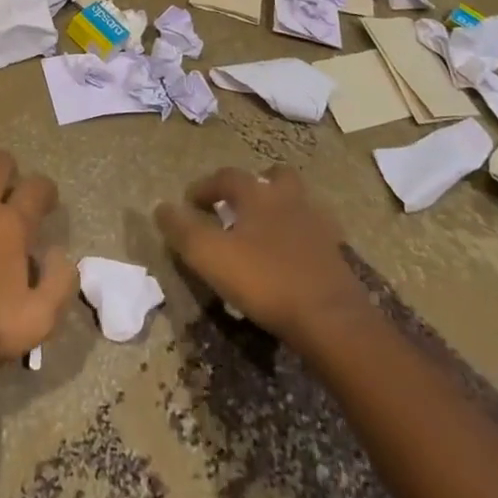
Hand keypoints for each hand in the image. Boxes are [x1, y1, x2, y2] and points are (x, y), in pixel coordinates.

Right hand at [155, 164, 369, 340]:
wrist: (332, 320)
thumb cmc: (265, 280)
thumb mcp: (209, 256)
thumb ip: (182, 229)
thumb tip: (161, 208)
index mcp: (257, 194)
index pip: (226, 177)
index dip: (204, 187)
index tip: (189, 203)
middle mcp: (289, 199)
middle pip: (274, 177)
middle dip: (254, 186)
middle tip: (238, 205)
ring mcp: (318, 226)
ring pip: (297, 203)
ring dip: (279, 209)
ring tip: (263, 231)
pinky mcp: (336, 255)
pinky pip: (313, 234)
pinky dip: (299, 238)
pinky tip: (289, 258)